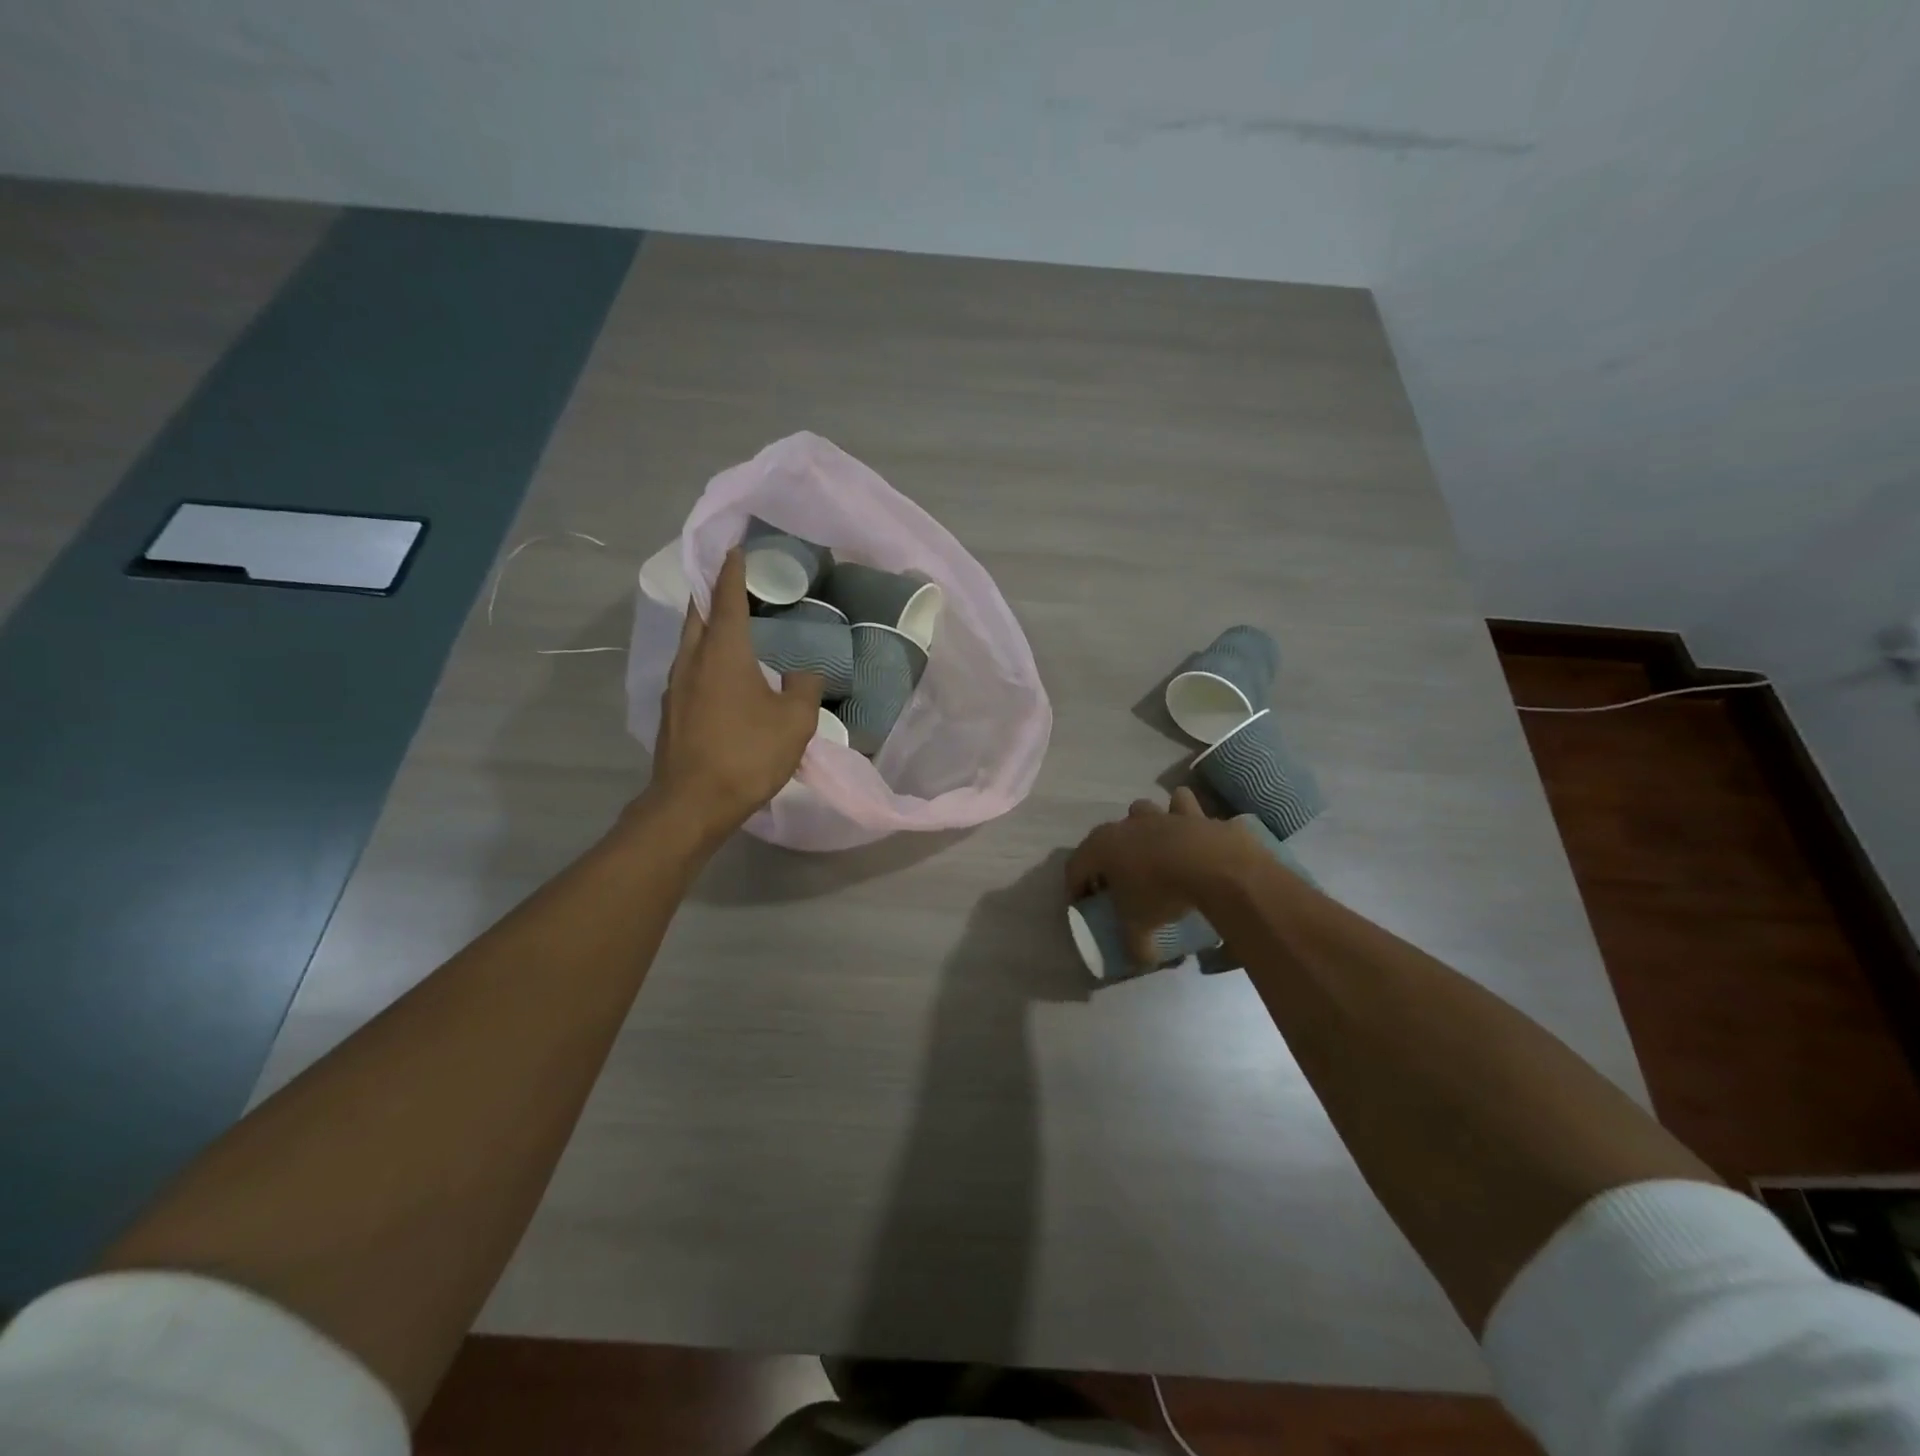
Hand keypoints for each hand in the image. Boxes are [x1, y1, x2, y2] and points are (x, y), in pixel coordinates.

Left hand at [644, 548, 823, 844]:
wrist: (691, 803)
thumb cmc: (747, 754)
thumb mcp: (795, 722)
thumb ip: (804, 688)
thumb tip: (803, 674)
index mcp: (723, 653)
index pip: (726, 598)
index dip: (733, 571)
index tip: (736, 549)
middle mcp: (692, 660)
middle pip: (698, 613)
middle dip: (713, 593)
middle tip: (733, 582)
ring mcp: (675, 686)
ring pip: (690, 642)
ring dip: (707, 626)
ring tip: (731, 625)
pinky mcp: (671, 711)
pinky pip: (689, 669)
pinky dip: (705, 657)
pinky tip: (723, 674)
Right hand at [1065, 789, 1261, 964]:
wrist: (1211, 864)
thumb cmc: (1161, 892)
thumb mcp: (1139, 926)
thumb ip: (1134, 945)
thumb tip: (1140, 959)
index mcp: (1100, 848)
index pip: (1074, 868)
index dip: (1074, 888)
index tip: (1083, 906)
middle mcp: (1123, 825)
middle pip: (1103, 839)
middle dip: (1104, 860)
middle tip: (1115, 886)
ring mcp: (1157, 815)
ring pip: (1138, 812)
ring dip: (1139, 829)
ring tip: (1150, 853)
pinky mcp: (1190, 813)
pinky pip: (1180, 804)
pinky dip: (1181, 813)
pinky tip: (1186, 830)